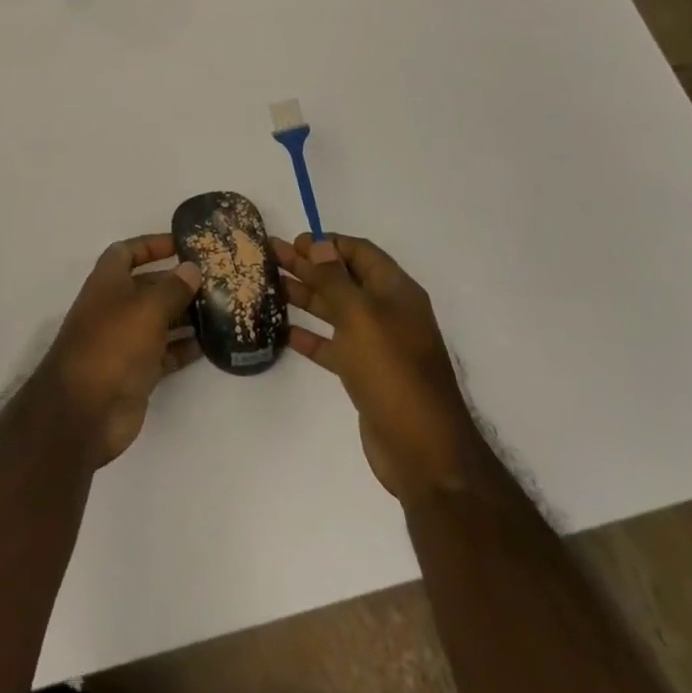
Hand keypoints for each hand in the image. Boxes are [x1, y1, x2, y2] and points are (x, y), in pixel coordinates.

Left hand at [40, 234, 203, 467]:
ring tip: (221, 310)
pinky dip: (184, 347)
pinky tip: (211, 344)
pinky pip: (165, 352)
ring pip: (160, 320)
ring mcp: (125, 340)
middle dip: (178, 282)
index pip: (128, 251)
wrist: (86, 410)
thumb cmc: (114, 343)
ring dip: (186, 315)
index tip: (183, 244)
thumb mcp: (147, 308)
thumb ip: (172, 287)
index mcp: (108, 282)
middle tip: (216, 280)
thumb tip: (191, 268)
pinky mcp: (136, 371)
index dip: (152, 245)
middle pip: (149, 286)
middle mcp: (115, 307)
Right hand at [275, 233, 477, 501]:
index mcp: (395, 291)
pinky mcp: (364, 374)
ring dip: (304, 295)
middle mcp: (387, 312)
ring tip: (269, 284)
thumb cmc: (392, 370)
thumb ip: (335, 279)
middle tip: (270, 256)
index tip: (293, 242)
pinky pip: (332, 345)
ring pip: (334, 310)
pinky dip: (309, 336)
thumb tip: (320, 244)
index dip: (327, 243)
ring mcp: (376, 344)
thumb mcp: (361, 315)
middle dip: (308, 265)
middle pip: (343, 278)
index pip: (359, 252)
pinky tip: (282, 330)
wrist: (422, 450)